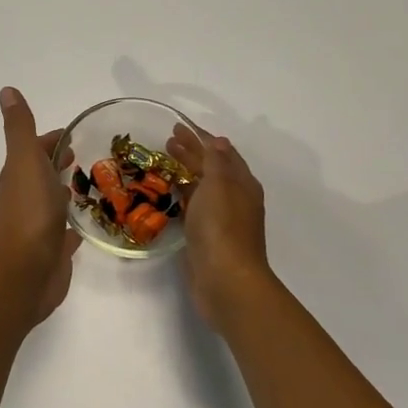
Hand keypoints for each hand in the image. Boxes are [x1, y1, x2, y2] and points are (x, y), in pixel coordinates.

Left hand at [0, 87, 82, 324]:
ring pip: (54, 203)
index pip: (36, 148)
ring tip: (96, 187)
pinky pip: (65, 233)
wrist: (25, 270)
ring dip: (66, 193)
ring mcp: (40, 225)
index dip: (52, 140)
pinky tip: (86, 227)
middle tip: (91, 159)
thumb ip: (19, 128)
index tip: (76, 135)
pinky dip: (73, 226)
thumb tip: (6, 90)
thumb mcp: (25, 160)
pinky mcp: (53, 251)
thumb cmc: (29, 210)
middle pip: (44, 174)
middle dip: (62, 164)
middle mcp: (27, 198)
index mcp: (20, 174)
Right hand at [165, 124, 275, 331]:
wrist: (226, 280)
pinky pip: (195, 208)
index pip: (221, 152)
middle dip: (192, 153)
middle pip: (212, 168)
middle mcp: (236, 199)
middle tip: (167, 142)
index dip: (201, 137)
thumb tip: (217, 141)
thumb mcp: (219, 185)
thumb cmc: (222, 227)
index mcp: (242, 183)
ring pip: (203, 188)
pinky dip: (184, 196)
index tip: (178, 126)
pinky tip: (171, 194)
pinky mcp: (207, 238)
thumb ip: (216, 162)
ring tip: (164, 162)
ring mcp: (222, 220)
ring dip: (186, 173)